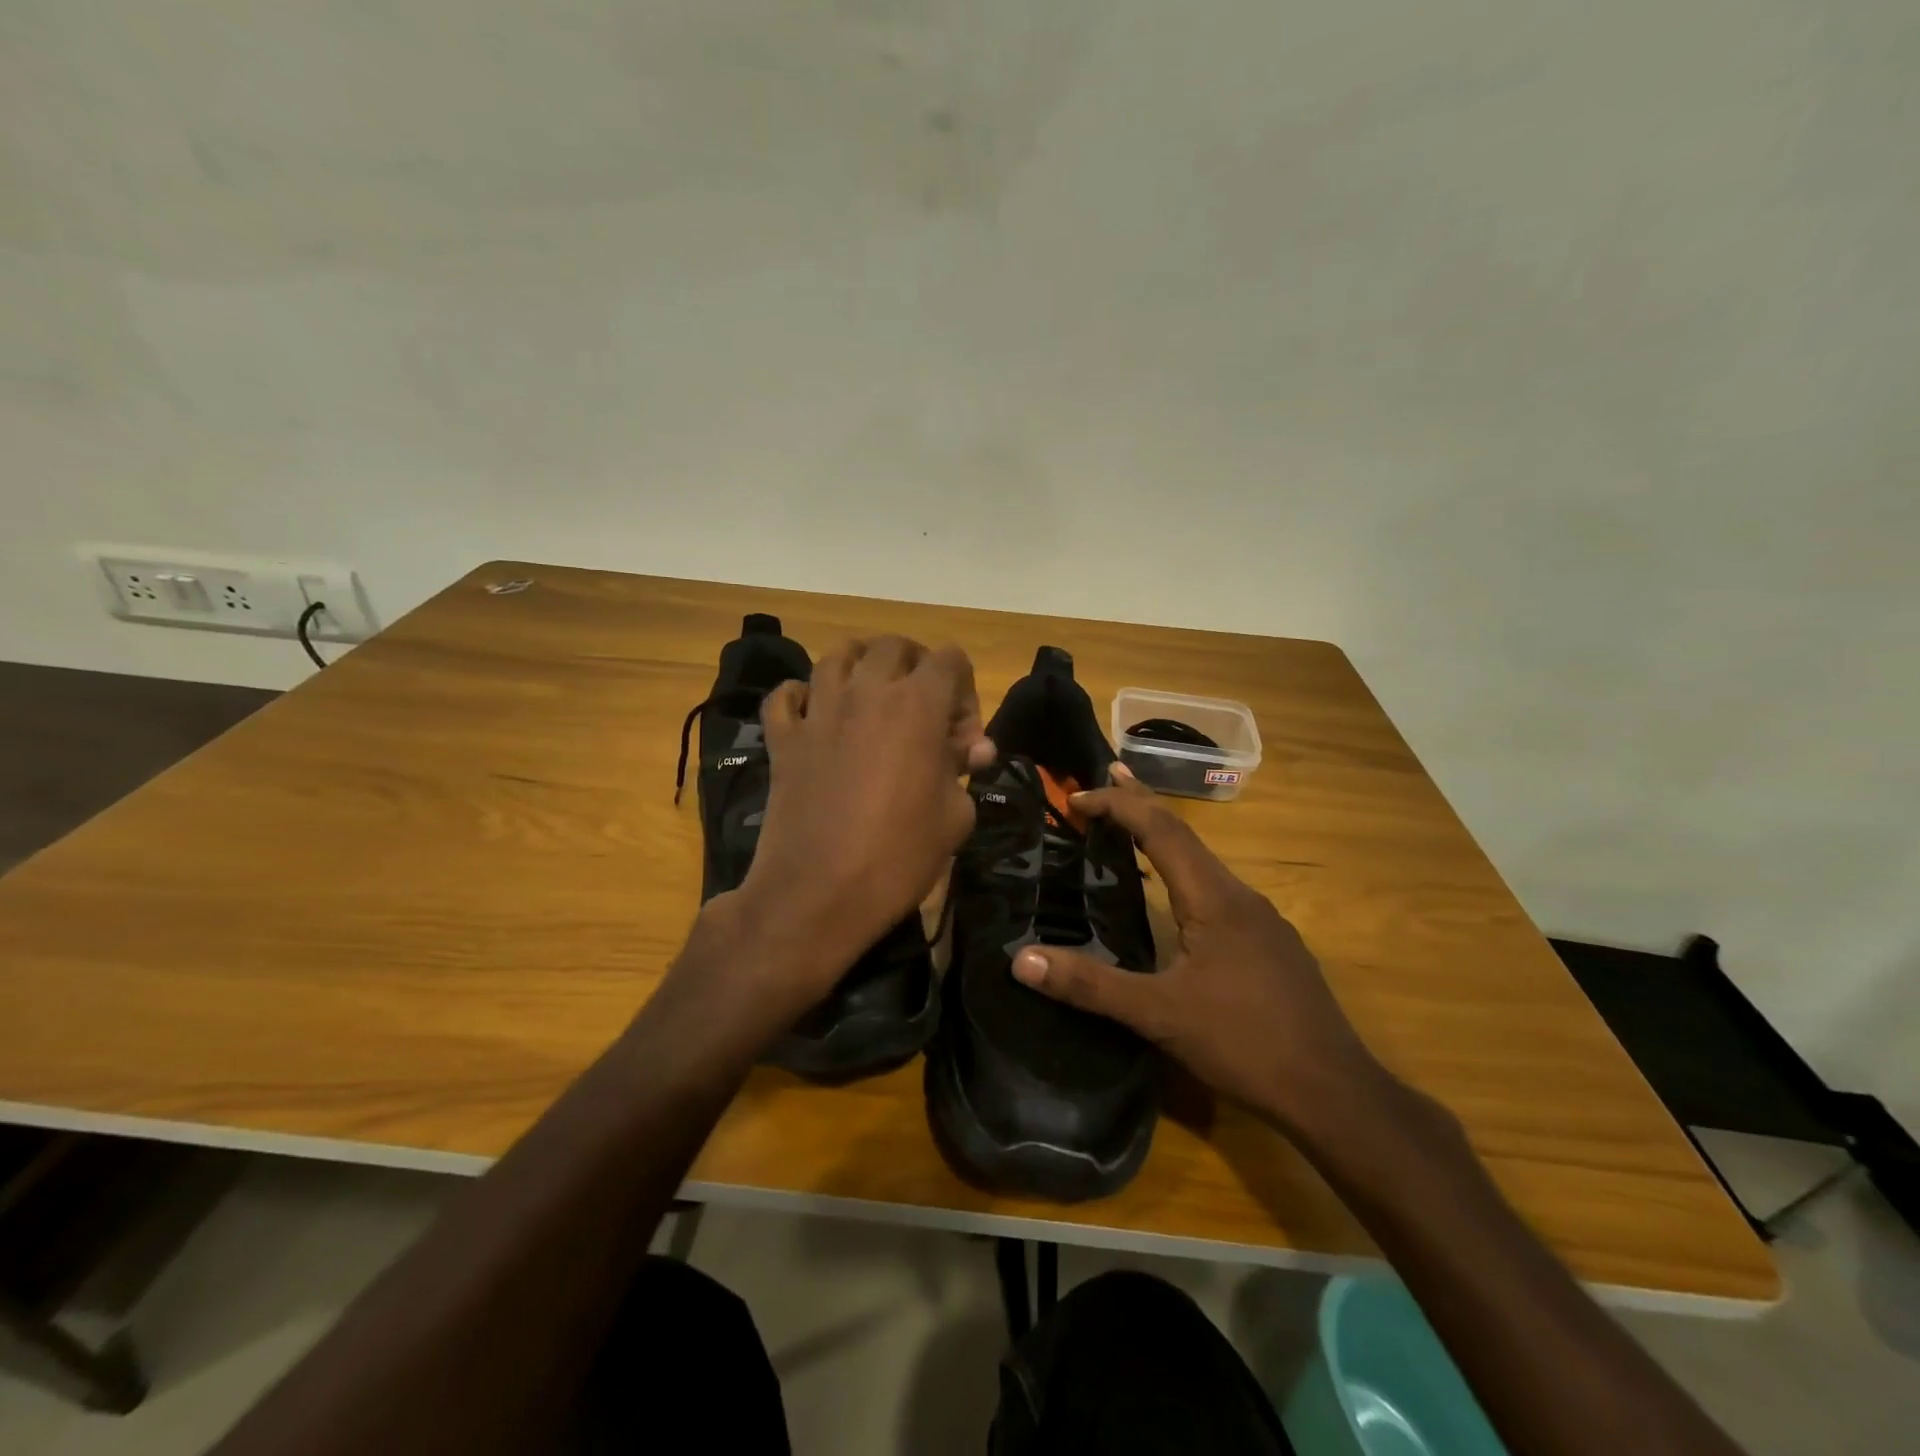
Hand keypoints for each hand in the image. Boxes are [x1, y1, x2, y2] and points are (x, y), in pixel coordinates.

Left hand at [716, 636, 993, 1017]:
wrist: (818, 895)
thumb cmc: (899, 857)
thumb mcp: (955, 817)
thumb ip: (964, 769)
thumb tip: (971, 749)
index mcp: (916, 706)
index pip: (949, 659)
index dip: (965, 690)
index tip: (961, 737)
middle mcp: (866, 693)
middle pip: (893, 646)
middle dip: (917, 667)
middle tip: (923, 710)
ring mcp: (817, 712)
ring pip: (838, 656)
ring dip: (862, 667)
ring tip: (873, 699)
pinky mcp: (783, 738)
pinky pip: (787, 695)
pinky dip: (803, 696)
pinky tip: (816, 716)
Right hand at [1010, 766, 1388, 1137]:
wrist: (1335, 1092)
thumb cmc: (1244, 1043)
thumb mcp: (1158, 1015)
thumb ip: (1090, 986)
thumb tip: (1021, 960)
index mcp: (1214, 898)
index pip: (1161, 830)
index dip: (1118, 805)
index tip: (1077, 797)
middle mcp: (1241, 896)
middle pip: (1185, 836)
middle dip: (1142, 804)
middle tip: (1105, 780)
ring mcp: (1263, 921)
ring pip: (1205, 864)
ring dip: (1164, 840)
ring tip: (1130, 832)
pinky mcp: (1272, 945)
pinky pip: (1219, 891)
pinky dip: (1185, 874)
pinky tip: (1177, 901)